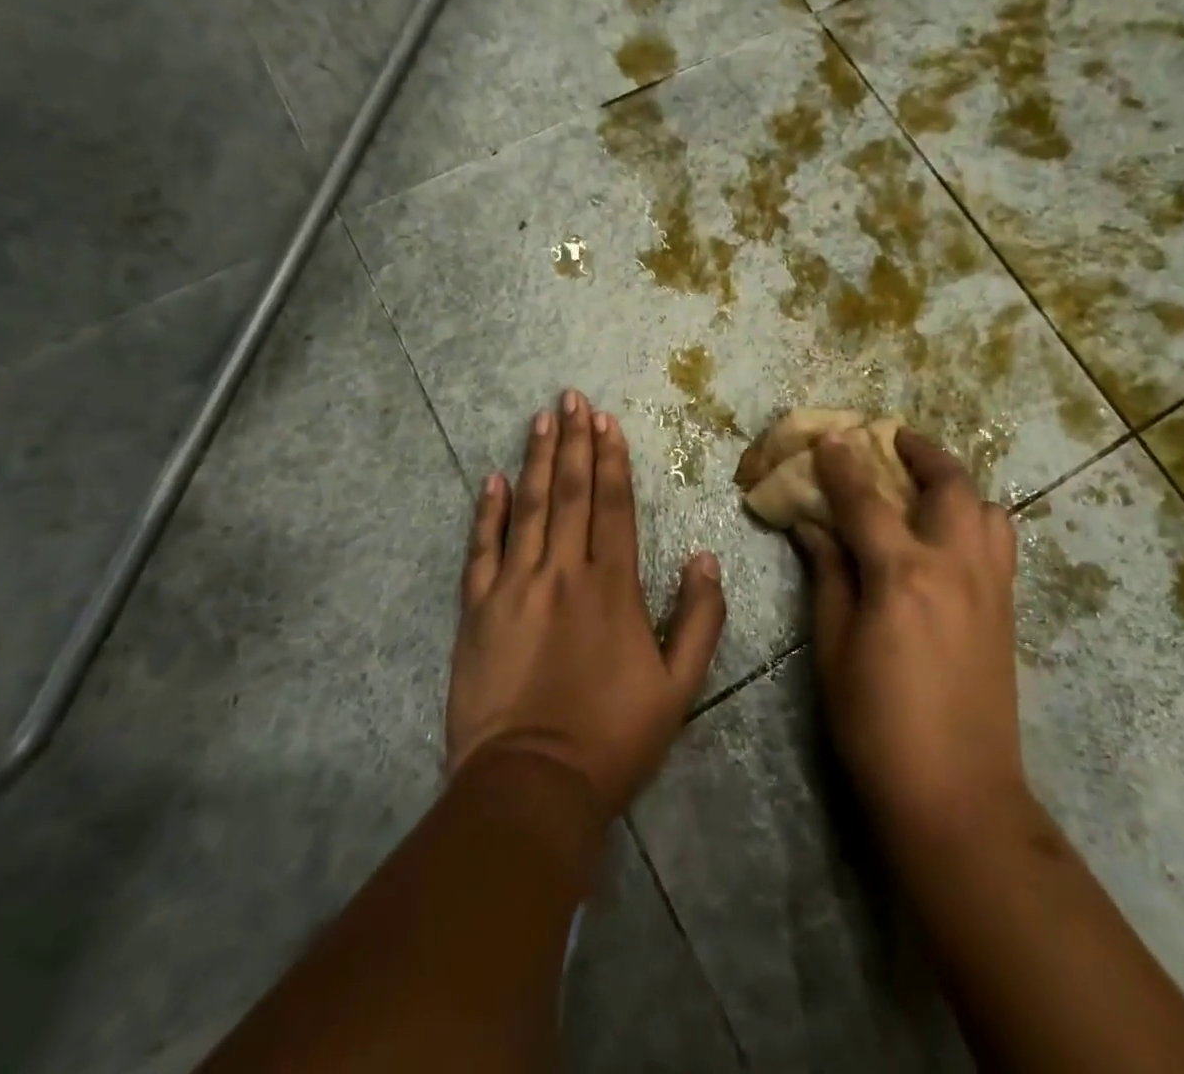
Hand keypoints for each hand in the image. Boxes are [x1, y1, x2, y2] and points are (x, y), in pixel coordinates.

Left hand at [447, 391, 725, 822]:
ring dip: (536, 459)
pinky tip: (492, 479)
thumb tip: (706, 557)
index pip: (613, 505)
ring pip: (528, 508)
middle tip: (570, 398)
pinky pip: (481, 549)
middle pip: (570, 492)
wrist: (532, 785)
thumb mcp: (679, 686)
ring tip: (540, 419)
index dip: (611, 458)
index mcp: (613, 586)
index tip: (605, 420)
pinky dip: (487, 511)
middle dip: (573, 441)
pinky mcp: (477, 610)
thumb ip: (700, 618)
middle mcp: (563, 572)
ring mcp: (515, 586)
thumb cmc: (613, 738)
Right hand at [798, 428, 1024, 851]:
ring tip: (925, 487)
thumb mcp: (833, 648)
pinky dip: (976, 519)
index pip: (868, 499)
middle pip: (950, 485)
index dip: (844, 464)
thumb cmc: (876, 724)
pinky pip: (999, 543)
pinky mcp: (1007, 610)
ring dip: (957, 484)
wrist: (957, 796)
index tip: (830, 437)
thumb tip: (814, 527)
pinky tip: (948, 537)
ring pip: (988, 509)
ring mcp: (990, 587)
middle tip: (893, 441)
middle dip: (921, 452)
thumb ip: (828, 576)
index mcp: (902, 575)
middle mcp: (955, 566)